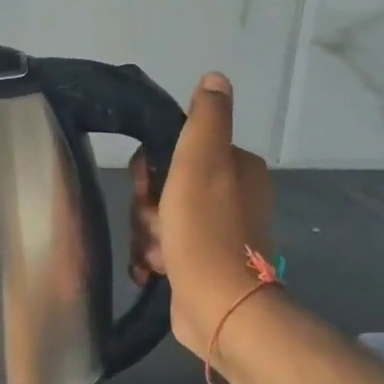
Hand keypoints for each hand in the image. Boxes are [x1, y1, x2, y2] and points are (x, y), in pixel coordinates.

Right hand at [129, 73, 274, 358]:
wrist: (219, 305)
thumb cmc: (205, 229)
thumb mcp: (201, 161)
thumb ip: (207, 118)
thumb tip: (215, 78)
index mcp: (236, 168)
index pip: (176, 151)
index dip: (151, 168)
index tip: (148, 187)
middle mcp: (232, 196)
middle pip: (164, 187)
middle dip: (148, 208)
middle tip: (155, 223)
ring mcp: (217, 233)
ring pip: (159, 219)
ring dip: (147, 235)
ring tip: (157, 254)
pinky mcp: (202, 263)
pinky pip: (164, 248)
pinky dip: (153, 257)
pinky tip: (152, 270)